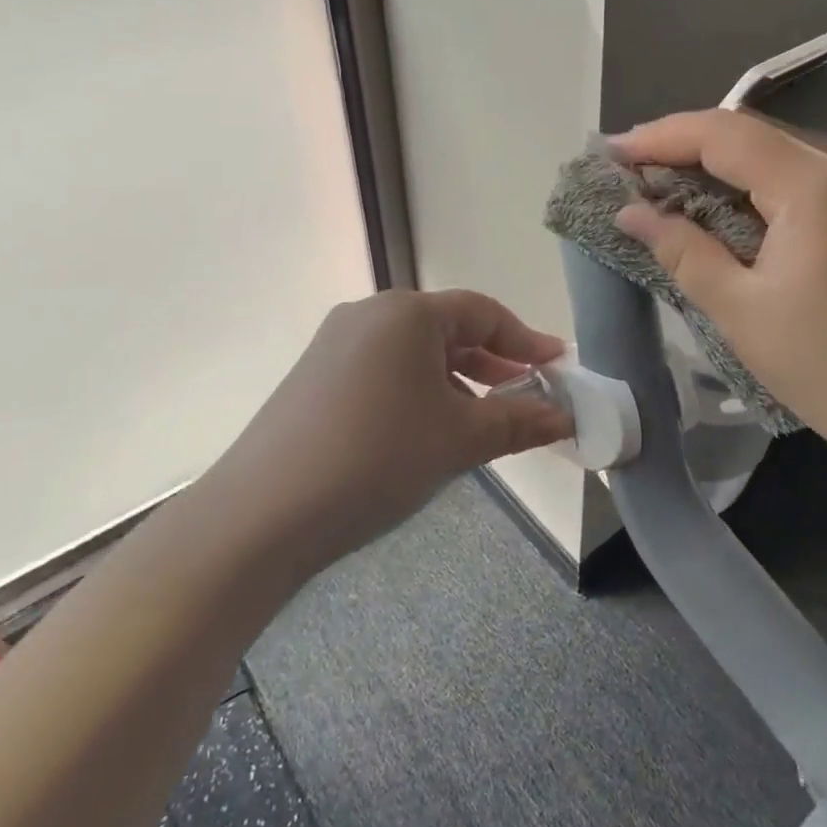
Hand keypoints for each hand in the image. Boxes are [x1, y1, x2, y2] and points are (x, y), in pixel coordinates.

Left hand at [215, 289, 572, 570]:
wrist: (263, 513)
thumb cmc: (378, 457)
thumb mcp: (460, 439)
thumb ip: (519, 421)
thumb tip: (564, 417)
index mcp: (407, 313)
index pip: (483, 313)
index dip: (526, 340)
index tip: (557, 366)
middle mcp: (369, 314)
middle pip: (447, 329)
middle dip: (491, 362)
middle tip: (525, 394)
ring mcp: (335, 344)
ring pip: (413, 353)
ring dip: (455, 381)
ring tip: (479, 420)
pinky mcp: (314, 376)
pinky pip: (383, 370)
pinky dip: (417, 391)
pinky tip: (424, 431)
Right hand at [610, 110, 826, 473]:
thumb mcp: (740, 310)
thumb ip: (682, 251)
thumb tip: (630, 212)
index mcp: (811, 186)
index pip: (723, 134)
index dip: (661, 137)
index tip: (611, 152)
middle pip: (746, 134)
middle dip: (682, 144)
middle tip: (626, 166)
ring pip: (768, 155)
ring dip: (710, 163)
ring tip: (655, 181)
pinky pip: (788, 181)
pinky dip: (741, 186)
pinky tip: (710, 205)